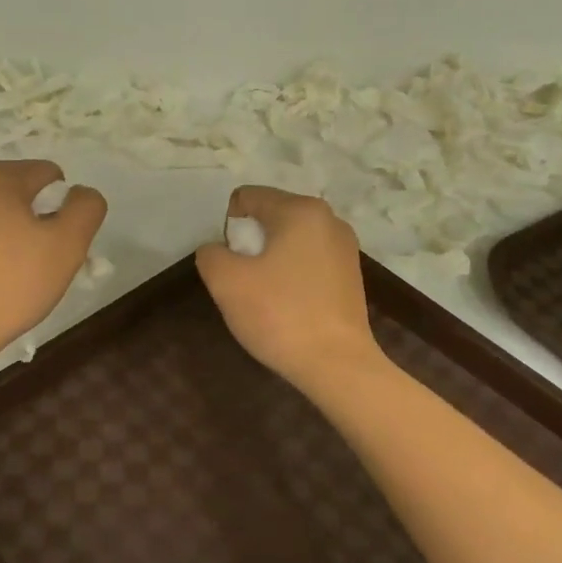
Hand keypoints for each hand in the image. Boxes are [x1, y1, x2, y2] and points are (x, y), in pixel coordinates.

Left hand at [0, 159, 106, 360]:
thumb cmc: (11, 284)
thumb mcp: (67, 245)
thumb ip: (86, 208)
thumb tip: (80, 193)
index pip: (50, 176)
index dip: (63, 211)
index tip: (54, 248)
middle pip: (21, 191)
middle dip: (37, 220)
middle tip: (37, 264)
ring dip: (12, 232)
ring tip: (11, 273)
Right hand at [197, 186, 380, 386]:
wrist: (336, 364)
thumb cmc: (279, 315)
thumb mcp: (226, 281)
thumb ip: (210, 254)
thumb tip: (217, 251)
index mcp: (301, 210)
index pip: (248, 198)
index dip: (227, 226)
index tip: (227, 261)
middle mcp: (329, 220)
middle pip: (271, 217)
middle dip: (249, 243)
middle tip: (242, 280)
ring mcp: (345, 248)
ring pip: (290, 241)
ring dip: (270, 260)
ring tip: (264, 295)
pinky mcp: (351, 276)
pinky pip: (308, 262)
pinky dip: (291, 275)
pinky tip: (287, 306)